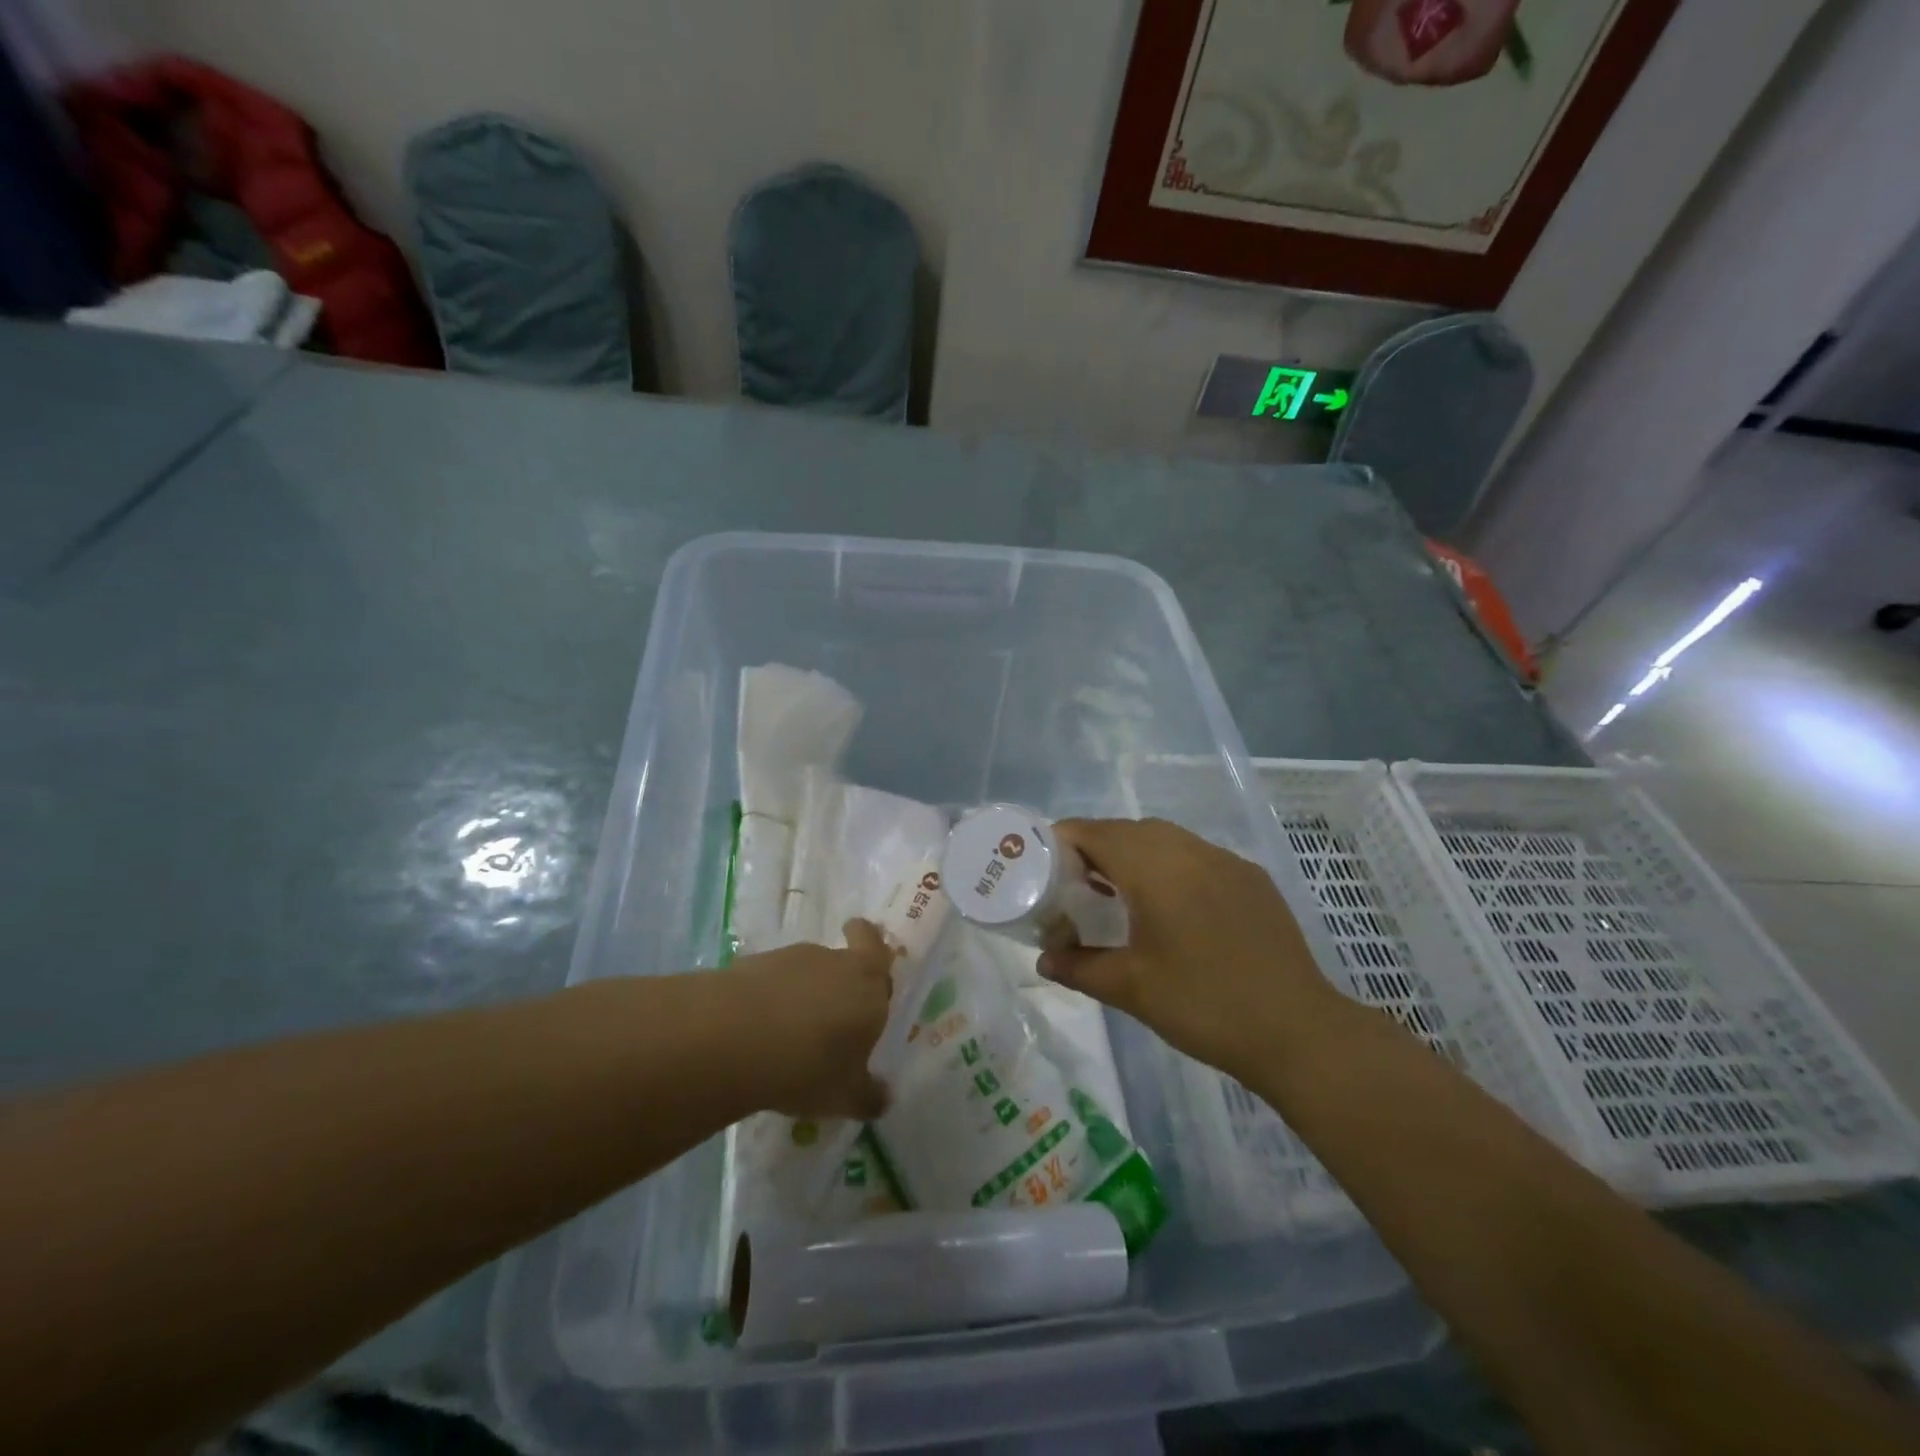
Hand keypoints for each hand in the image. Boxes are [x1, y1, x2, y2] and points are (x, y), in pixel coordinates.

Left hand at [722, 919, 895, 1119]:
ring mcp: (793, 958)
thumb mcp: (844, 1096)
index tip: (861, 949)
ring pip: (807, 970)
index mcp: (869, 985)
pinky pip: (772, 979)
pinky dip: (771, 997)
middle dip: (839, 982)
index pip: (876, 948)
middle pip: (843, 960)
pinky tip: (760, 1030)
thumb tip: (883, 1099)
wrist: (736, 1036)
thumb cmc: (808, 1066)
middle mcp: (837, 963)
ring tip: (790, 1033)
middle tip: (832, 1014)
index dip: (869, 945)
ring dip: (804, 992)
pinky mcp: (755, 964)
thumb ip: (868, 1096)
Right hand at [1040, 819, 1342, 1078]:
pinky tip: (1169, 904)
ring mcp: (1227, 862)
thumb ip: (1080, 967)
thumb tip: (1043, 960)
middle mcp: (1191, 852)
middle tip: (1073, 881)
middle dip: (1096, 845)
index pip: (1097, 832)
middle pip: (1130, 830)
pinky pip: (1197, 855)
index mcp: (1157, 870)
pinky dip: (1170, 864)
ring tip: (1115, 890)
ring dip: (1134, 852)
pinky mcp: (1251, 878)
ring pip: (1166, 838)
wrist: (1298, 1032)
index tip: (1042, 862)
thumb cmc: (1205, 1006)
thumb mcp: (1132, 990)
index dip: (1064, 839)